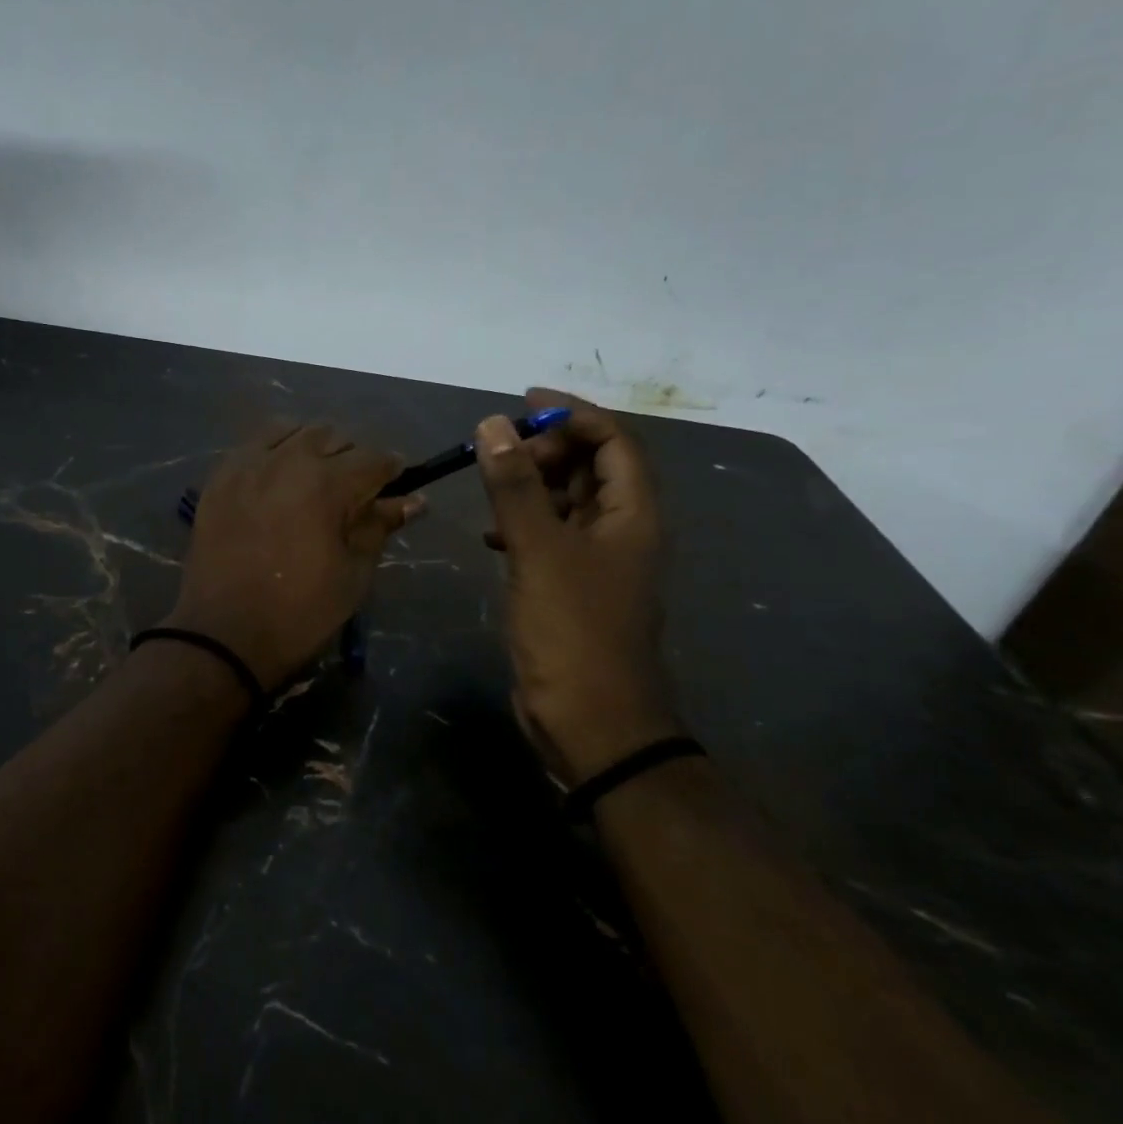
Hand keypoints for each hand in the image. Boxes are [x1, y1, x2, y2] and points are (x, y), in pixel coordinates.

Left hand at [166, 422, 425, 689]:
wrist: (223, 634)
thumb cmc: (299, 612)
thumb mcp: (353, 574)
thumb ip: (379, 527)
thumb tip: (414, 500)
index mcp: (327, 484)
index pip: (374, 459)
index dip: (393, 470)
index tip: (396, 486)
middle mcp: (287, 460)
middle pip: (333, 437)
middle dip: (352, 458)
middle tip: (354, 491)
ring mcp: (247, 464)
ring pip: (292, 431)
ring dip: (312, 447)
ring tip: (314, 478)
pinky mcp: (219, 477)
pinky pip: (254, 444)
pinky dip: (274, 450)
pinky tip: (277, 476)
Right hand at [475, 389, 680, 782]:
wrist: (590, 720)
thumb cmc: (572, 630)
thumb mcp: (539, 550)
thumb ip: (515, 486)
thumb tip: (494, 424)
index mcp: (632, 515)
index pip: (614, 442)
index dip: (574, 415)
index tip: (525, 403)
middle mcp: (621, 531)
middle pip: (592, 468)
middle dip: (547, 449)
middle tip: (500, 451)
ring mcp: (595, 561)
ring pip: (567, 502)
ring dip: (531, 485)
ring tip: (490, 483)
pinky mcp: (569, 587)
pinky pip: (548, 535)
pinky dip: (521, 523)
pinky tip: (491, 535)